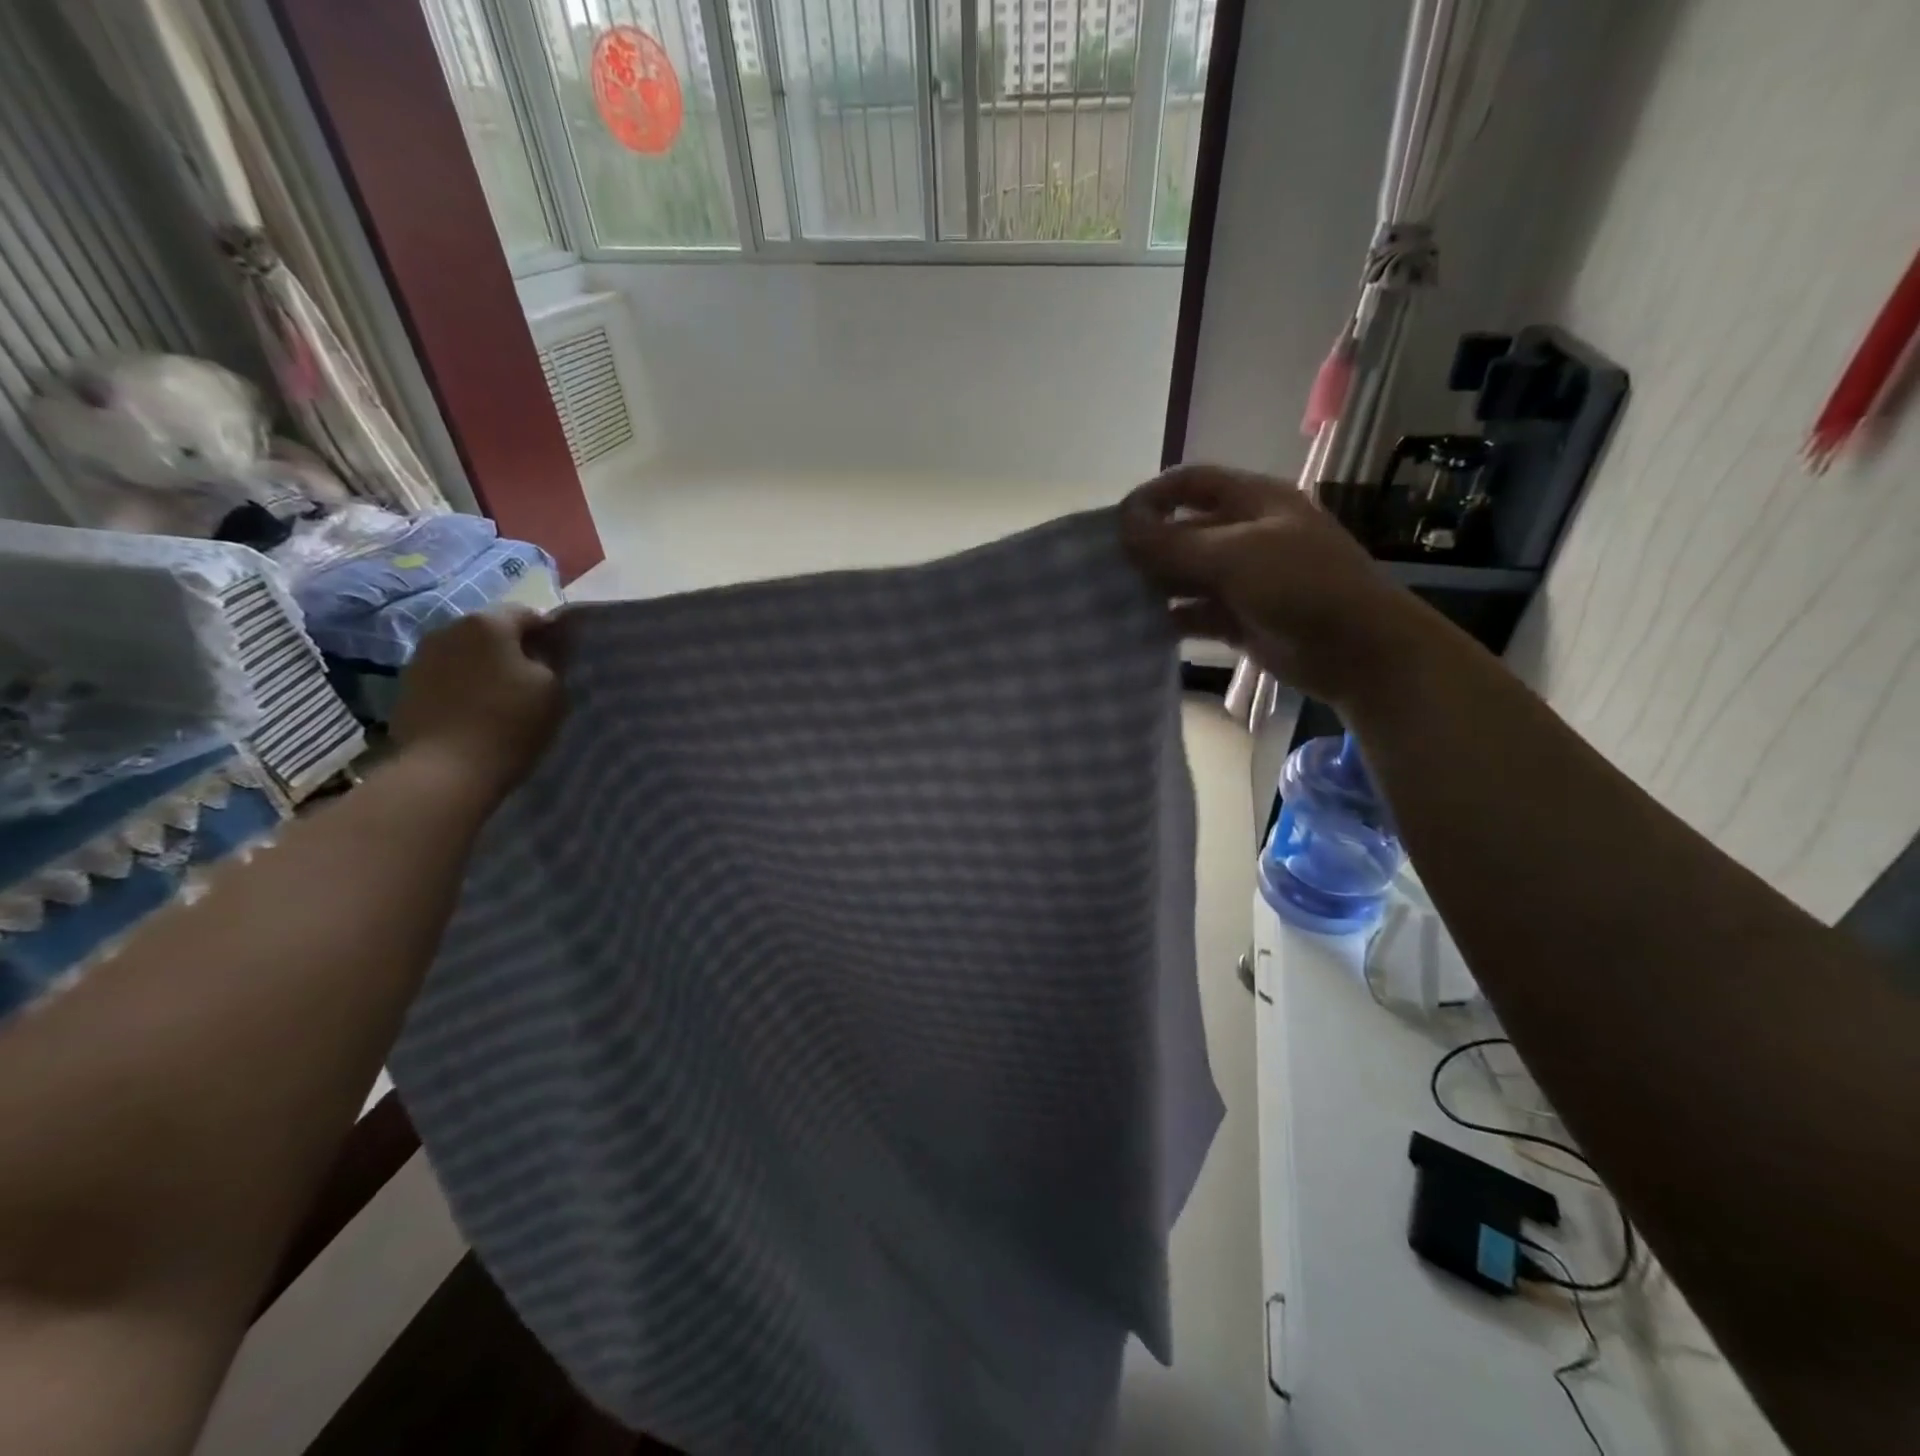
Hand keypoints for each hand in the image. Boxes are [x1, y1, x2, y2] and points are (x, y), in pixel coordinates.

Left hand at [391, 607, 565, 799]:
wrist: (445, 770)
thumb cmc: (510, 723)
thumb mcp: (553, 689)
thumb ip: (554, 659)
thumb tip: (550, 647)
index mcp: (488, 622)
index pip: (529, 614)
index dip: (550, 634)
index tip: (562, 659)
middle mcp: (449, 628)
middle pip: (493, 631)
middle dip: (514, 649)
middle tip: (535, 679)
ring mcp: (421, 657)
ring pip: (466, 653)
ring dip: (485, 666)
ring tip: (503, 696)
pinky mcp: (406, 686)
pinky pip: (446, 676)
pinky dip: (462, 685)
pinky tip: (474, 711)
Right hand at [1120, 465, 1438, 710]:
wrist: (1358, 650)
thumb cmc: (1303, 585)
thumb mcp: (1236, 556)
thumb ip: (1175, 544)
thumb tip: (1121, 528)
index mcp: (1252, 501)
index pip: (1191, 483)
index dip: (1152, 497)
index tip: (1114, 525)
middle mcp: (1244, 535)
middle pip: (1183, 530)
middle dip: (1146, 546)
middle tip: (1104, 569)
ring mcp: (1242, 579)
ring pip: (1186, 575)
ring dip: (1154, 585)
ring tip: (1114, 601)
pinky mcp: (1239, 619)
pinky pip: (1195, 613)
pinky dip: (1171, 619)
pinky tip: (1142, 629)